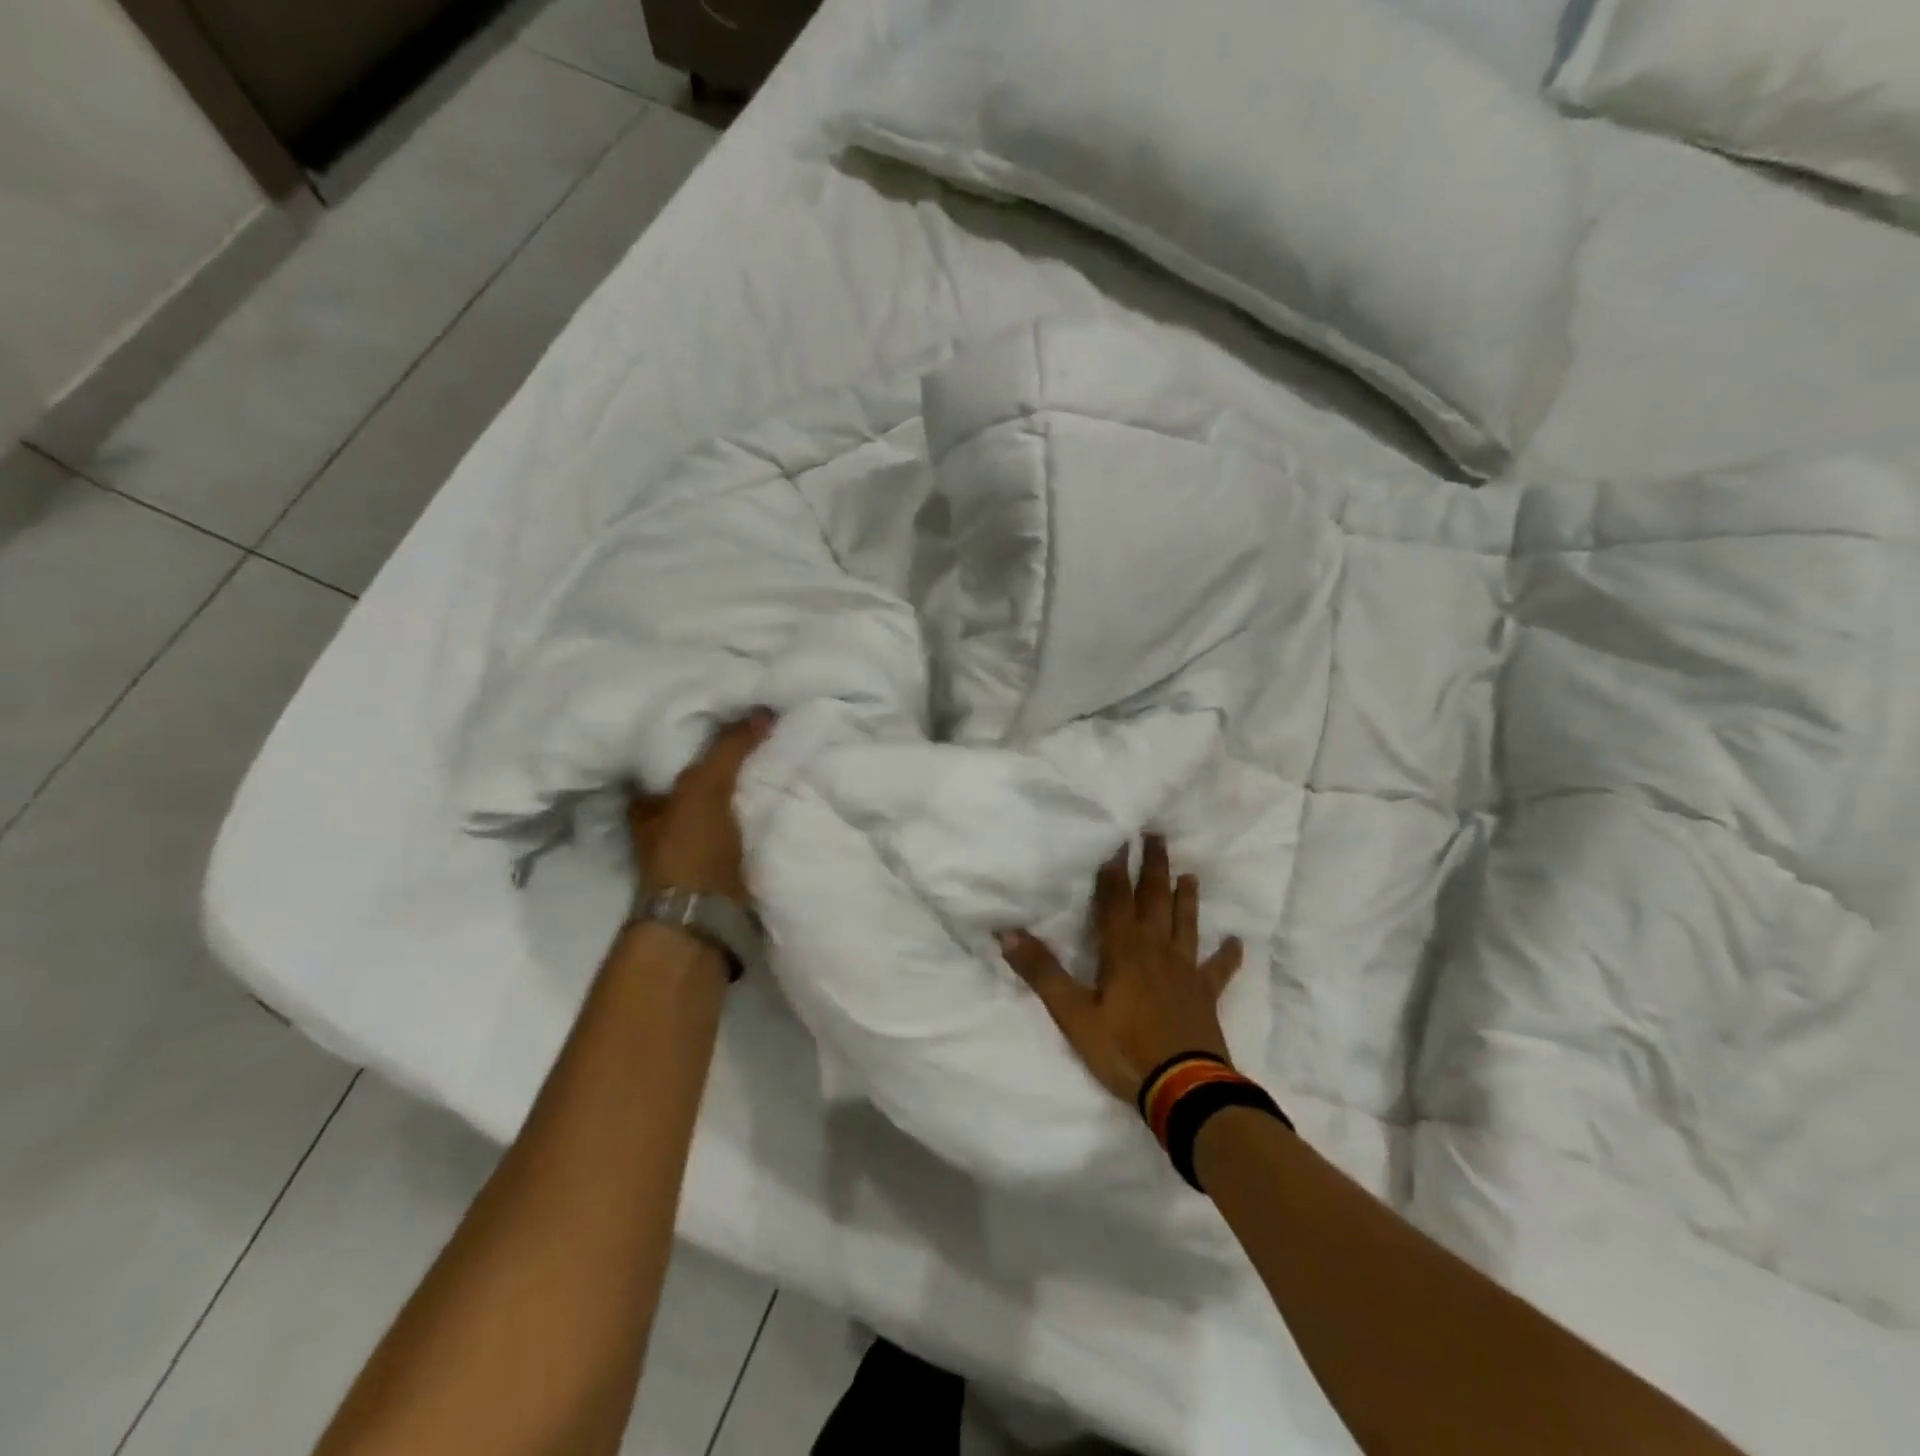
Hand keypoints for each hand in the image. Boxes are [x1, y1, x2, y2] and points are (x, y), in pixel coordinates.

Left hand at [627, 711, 774, 902]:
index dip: (696, 737)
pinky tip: (781, 798)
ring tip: (779, 761)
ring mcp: (694, 849)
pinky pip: (744, 828)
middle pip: (700, 782)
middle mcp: (665, 824)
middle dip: (727, 764)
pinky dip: (759, 814)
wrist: (705, 922)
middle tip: (763, 736)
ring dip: (747, 789)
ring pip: (724, 805)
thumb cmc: (691, 849)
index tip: (729, 716)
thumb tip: (762, 710)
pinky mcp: (723, 868)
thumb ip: (729, 749)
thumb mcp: (706, 788)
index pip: (670, 757)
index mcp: (648, 803)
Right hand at [998, 835, 1243, 1103]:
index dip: (1115, 869)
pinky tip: (1235, 942)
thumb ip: (1042, 971)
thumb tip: (1007, 933)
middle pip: (1155, 900)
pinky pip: (1219, 969)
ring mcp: (1185, 971)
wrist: (1183, 1089)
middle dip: (1154, 867)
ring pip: (1186, 924)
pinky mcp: (1205, 996)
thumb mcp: (1072, 1013)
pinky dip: (1227, 955)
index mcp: (1123, 949)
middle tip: (1157, 836)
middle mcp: (1157, 950)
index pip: (1116, 899)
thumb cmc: (1123, 1049)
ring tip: (1190, 875)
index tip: (1120, 839)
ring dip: (1187, 899)